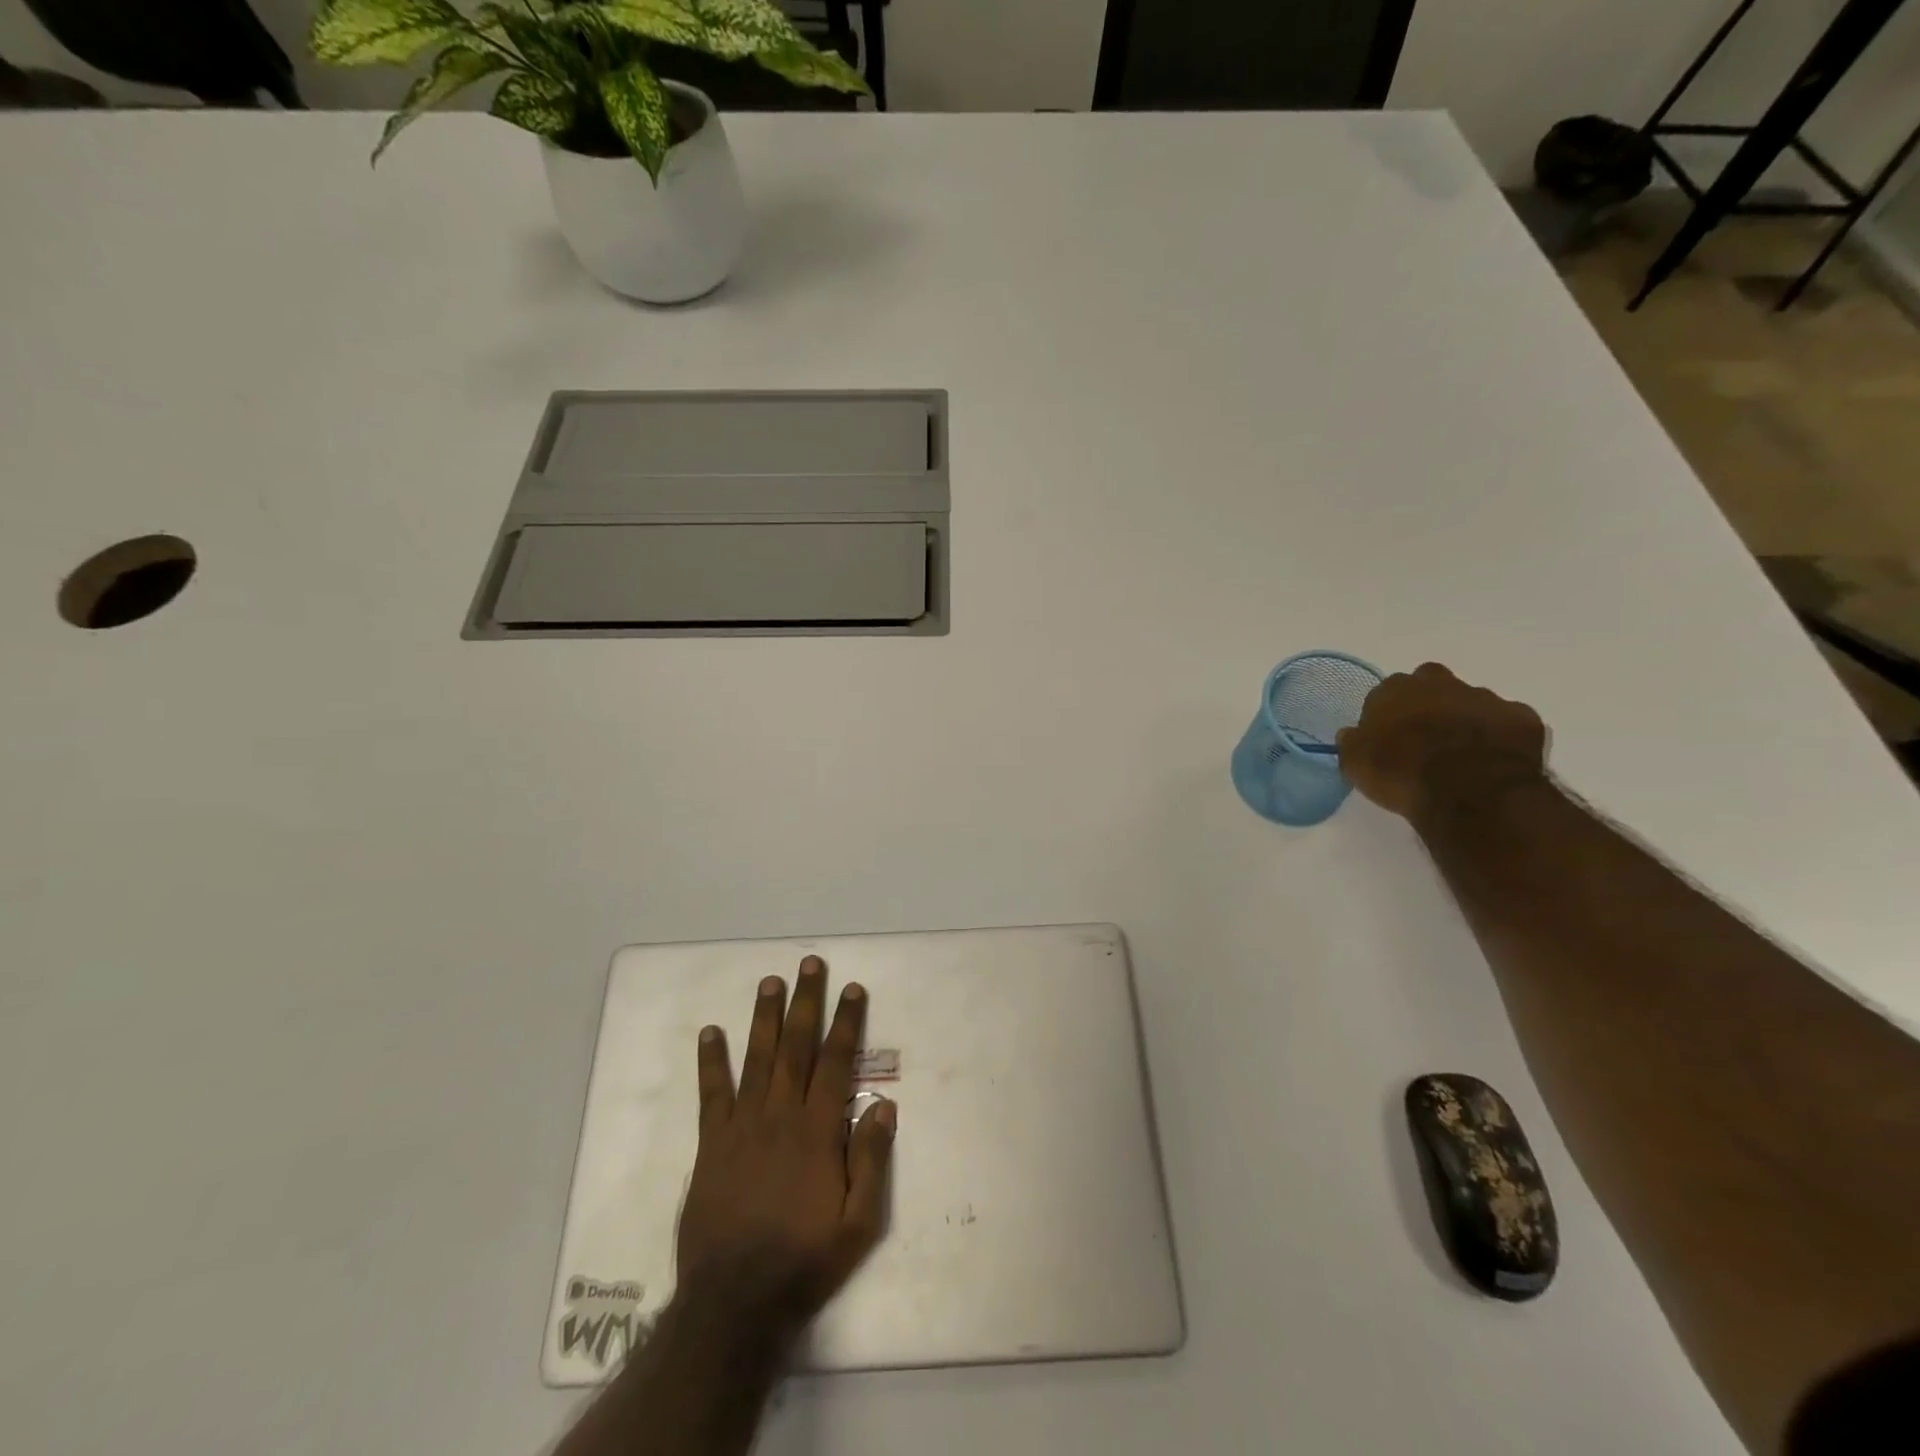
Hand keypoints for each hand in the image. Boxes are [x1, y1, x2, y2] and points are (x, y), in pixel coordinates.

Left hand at [675, 956, 895, 1325]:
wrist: (735, 1303)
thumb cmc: (804, 1261)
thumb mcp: (858, 1224)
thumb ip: (871, 1161)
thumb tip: (884, 1106)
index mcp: (817, 1131)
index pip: (836, 1062)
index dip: (846, 1023)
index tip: (852, 989)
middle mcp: (780, 1116)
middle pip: (796, 1047)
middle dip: (805, 1002)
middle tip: (809, 963)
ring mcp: (742, 1127)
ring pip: (756, 1059)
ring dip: (764, 1017)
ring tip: (769, 981)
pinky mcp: (712, 1145)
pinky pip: (712, 1094)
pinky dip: (711, 1062)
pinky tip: (710, 1033)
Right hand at [1336, 663, 1547, 823]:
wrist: (1471, 792)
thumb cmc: (1402, 773)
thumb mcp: (1356, 763)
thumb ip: (1354, 742)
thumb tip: (1353, 734)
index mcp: (1396, 690)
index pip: (1387, 692)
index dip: (1388, 713)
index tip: (1387, 737)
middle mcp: (1441, 684)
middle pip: (1432, 684)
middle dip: (1430, 703)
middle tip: (1425, 737)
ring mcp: (1487, 698)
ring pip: (1473, 702)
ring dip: (1466, 720)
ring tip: (1462, 755)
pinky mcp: (1524, 718)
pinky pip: (1509, 723)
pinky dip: (1501, 738)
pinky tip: (1494, 761)